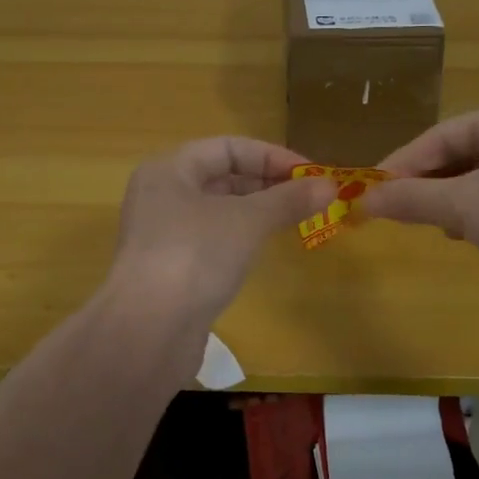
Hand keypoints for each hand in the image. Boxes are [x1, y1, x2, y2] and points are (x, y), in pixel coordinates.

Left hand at [110, 137, 336, 324]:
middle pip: (221, 177)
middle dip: (267, 183)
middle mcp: (161, 196)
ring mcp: (162, 235)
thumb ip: (288, 200)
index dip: (272, 156)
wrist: (149, 331)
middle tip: (311, 198)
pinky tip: (263, 249)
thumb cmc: (195, 256)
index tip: (311, 175)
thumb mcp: (247, 221)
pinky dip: (240, 237)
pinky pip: (211, 240)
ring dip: (257, 211)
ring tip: (296, 219)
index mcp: (169, 170)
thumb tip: (330, 186)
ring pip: (218, 210)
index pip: (228, 147)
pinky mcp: (170, 269)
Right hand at [364, 105, 478, 311]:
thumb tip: (361, 201)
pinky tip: (460, 236)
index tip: (368, 189)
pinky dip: (472, 216)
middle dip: (423, 182)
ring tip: (422, 222)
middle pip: (459, 154)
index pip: (441, 134)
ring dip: (445, 200)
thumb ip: (410, 198)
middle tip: (388, 208)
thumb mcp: (463, 205)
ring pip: (477, 181)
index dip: (402, 162)